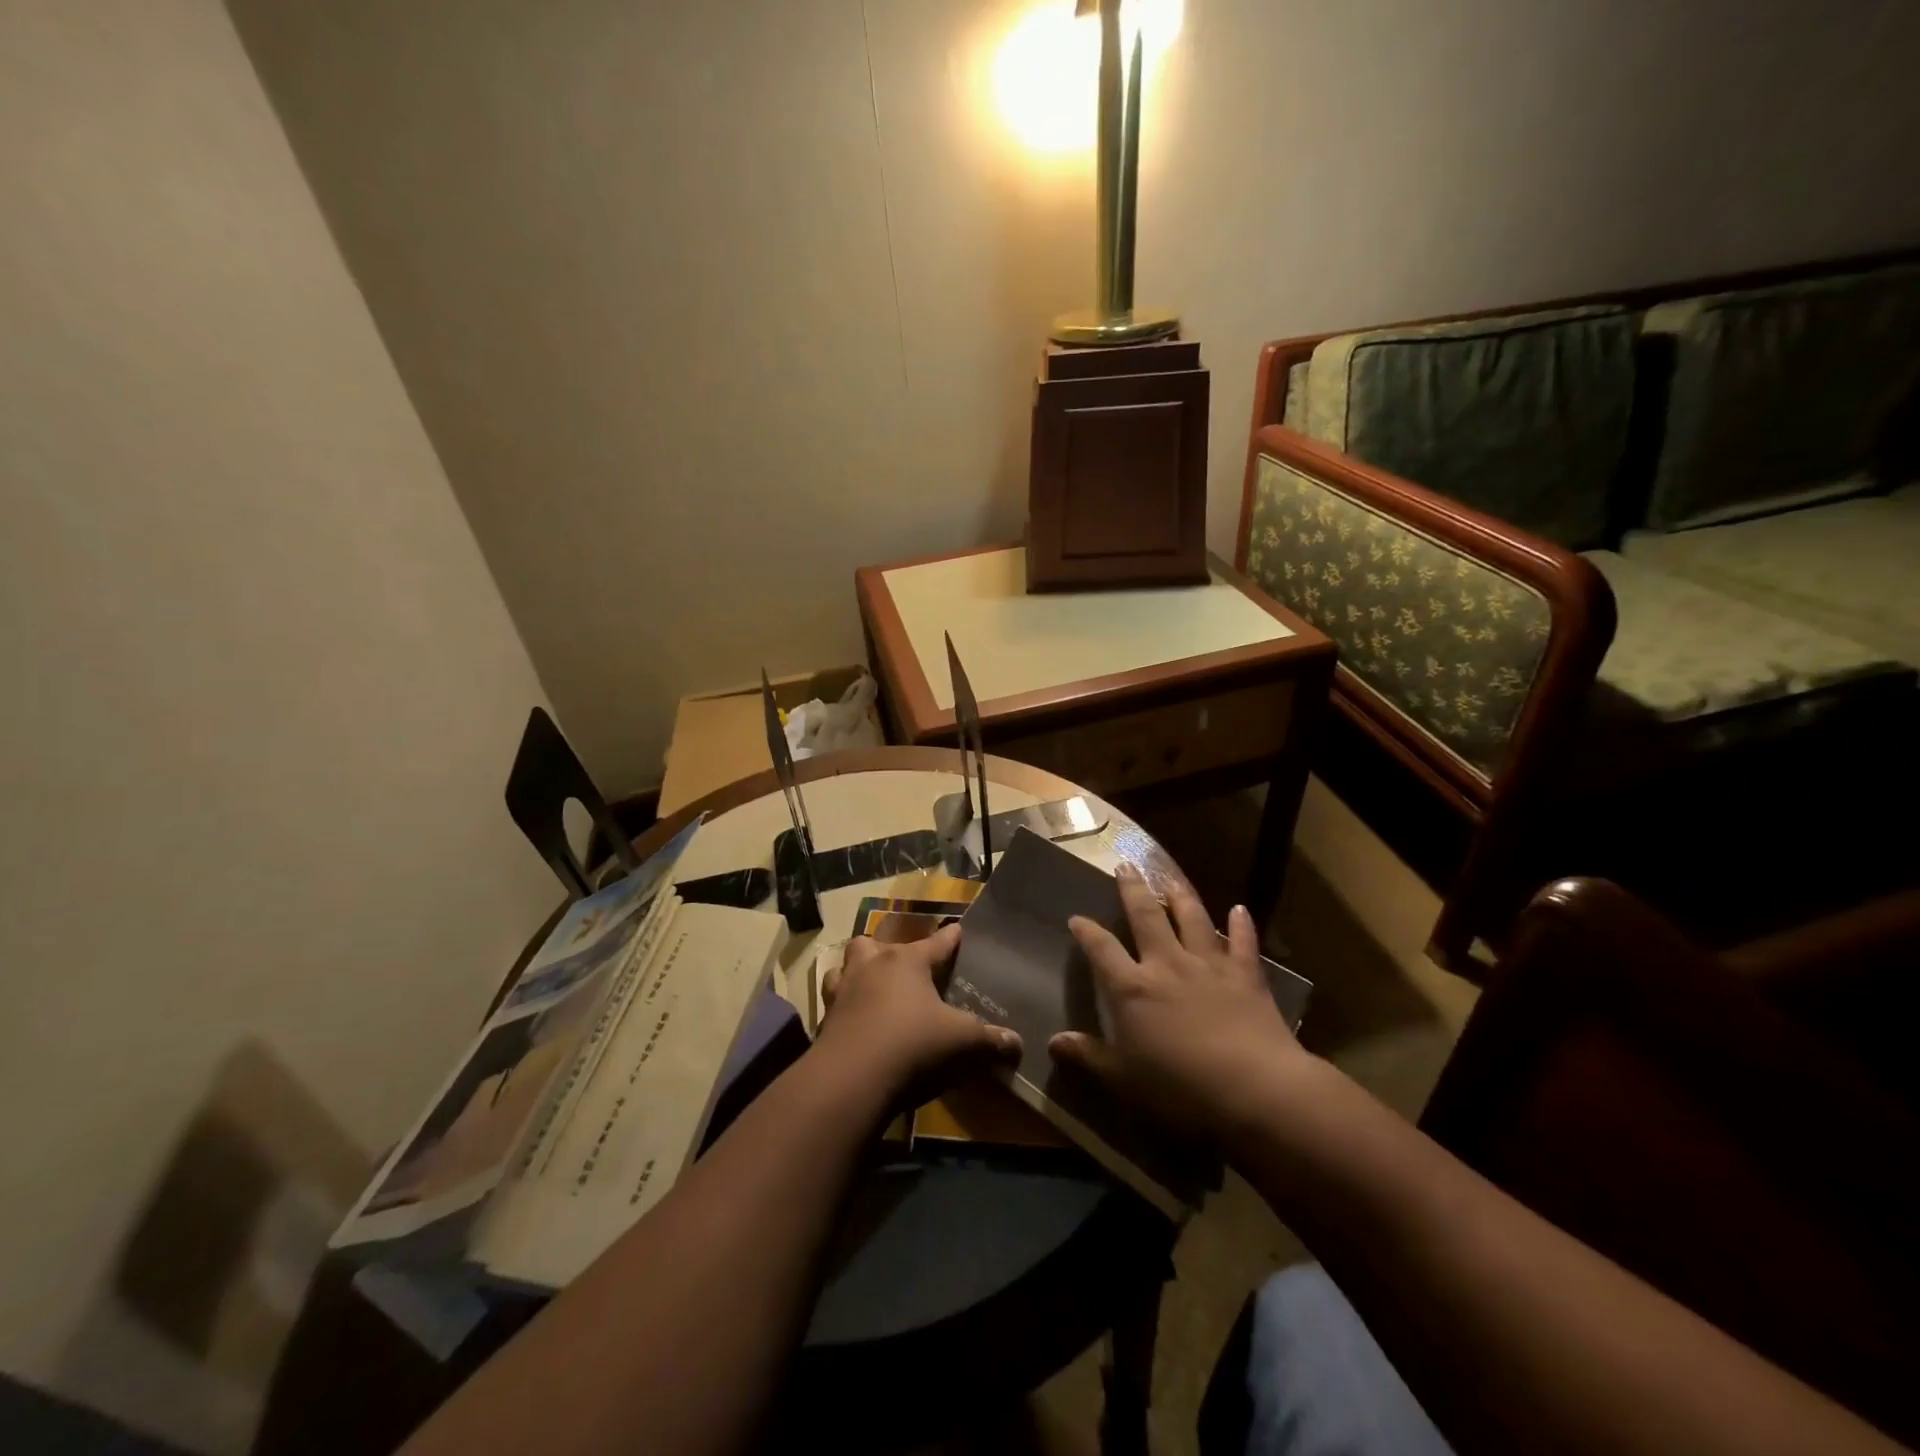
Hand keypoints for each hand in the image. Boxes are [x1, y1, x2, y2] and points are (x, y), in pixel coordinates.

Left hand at [816, 923, 1020, 1099]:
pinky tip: (853, 1020)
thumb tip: (1017, 1044)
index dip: (950, 938)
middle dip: (888, 949)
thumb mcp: (962, 1042)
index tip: (958, 930)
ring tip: (870, 985)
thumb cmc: (912, 1045)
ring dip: (857, 972)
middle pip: (875, 944)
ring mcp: (843, 991)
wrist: (850, 1079)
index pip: (936, 942)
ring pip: (845, 967)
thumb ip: (990, 1041)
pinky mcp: (823, 1020)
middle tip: (902, 964)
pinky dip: (843, 1007)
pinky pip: (833, 1003)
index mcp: (907, 962)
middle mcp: (872, 967)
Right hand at [1050, 865, 1305, 1138]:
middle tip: (1126, 866)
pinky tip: (1240, 909)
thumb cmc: (1180, 1089)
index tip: (1076, 918)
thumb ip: (1089, 1056)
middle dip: (1133, 891)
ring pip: (1192, 919)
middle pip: (1146, 917)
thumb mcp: (1124, 1080)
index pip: (1101, 950)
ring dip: (1180, 897)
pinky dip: (1241, 925)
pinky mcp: (1246, 975)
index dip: (1087, 932)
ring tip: (1171, 879)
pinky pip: (1242, 942)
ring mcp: (1209, 965)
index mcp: (1132, 988)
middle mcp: (1167, 965)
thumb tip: (1052, 1042)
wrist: (1255, 1089)